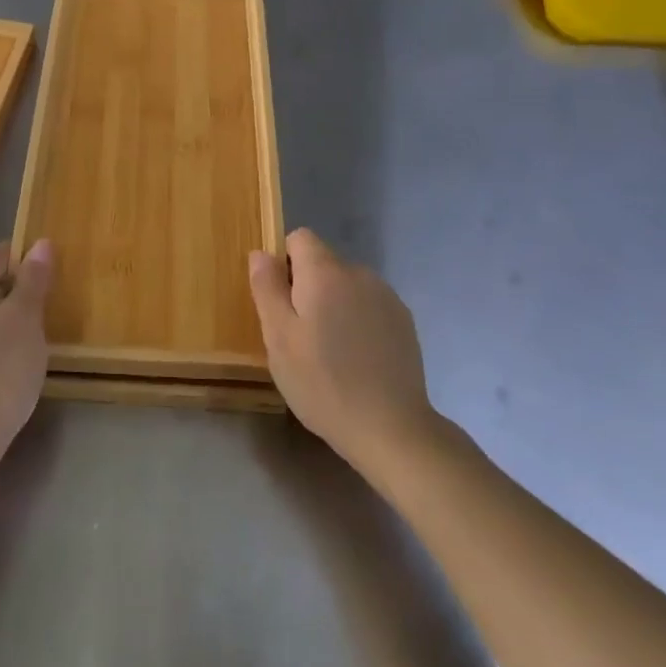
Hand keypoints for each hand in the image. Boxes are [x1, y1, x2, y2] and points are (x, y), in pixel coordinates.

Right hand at [248, 228, 447, 483]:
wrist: (391, 428)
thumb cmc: (322, 381)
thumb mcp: (278, 337)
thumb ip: (267, 287)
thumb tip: (261, 253)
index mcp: (325, 272)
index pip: (299, 238)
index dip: (283, 263)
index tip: (280, 302)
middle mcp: (359, 274)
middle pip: (323, 263)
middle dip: (307, 288)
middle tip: (298, 336)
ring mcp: (387, 298)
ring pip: (346, 286)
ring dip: (333, 305)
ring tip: (329, 352)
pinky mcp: (404, 323)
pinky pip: (368, 306)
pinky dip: (357, 322)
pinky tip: (356, 360)